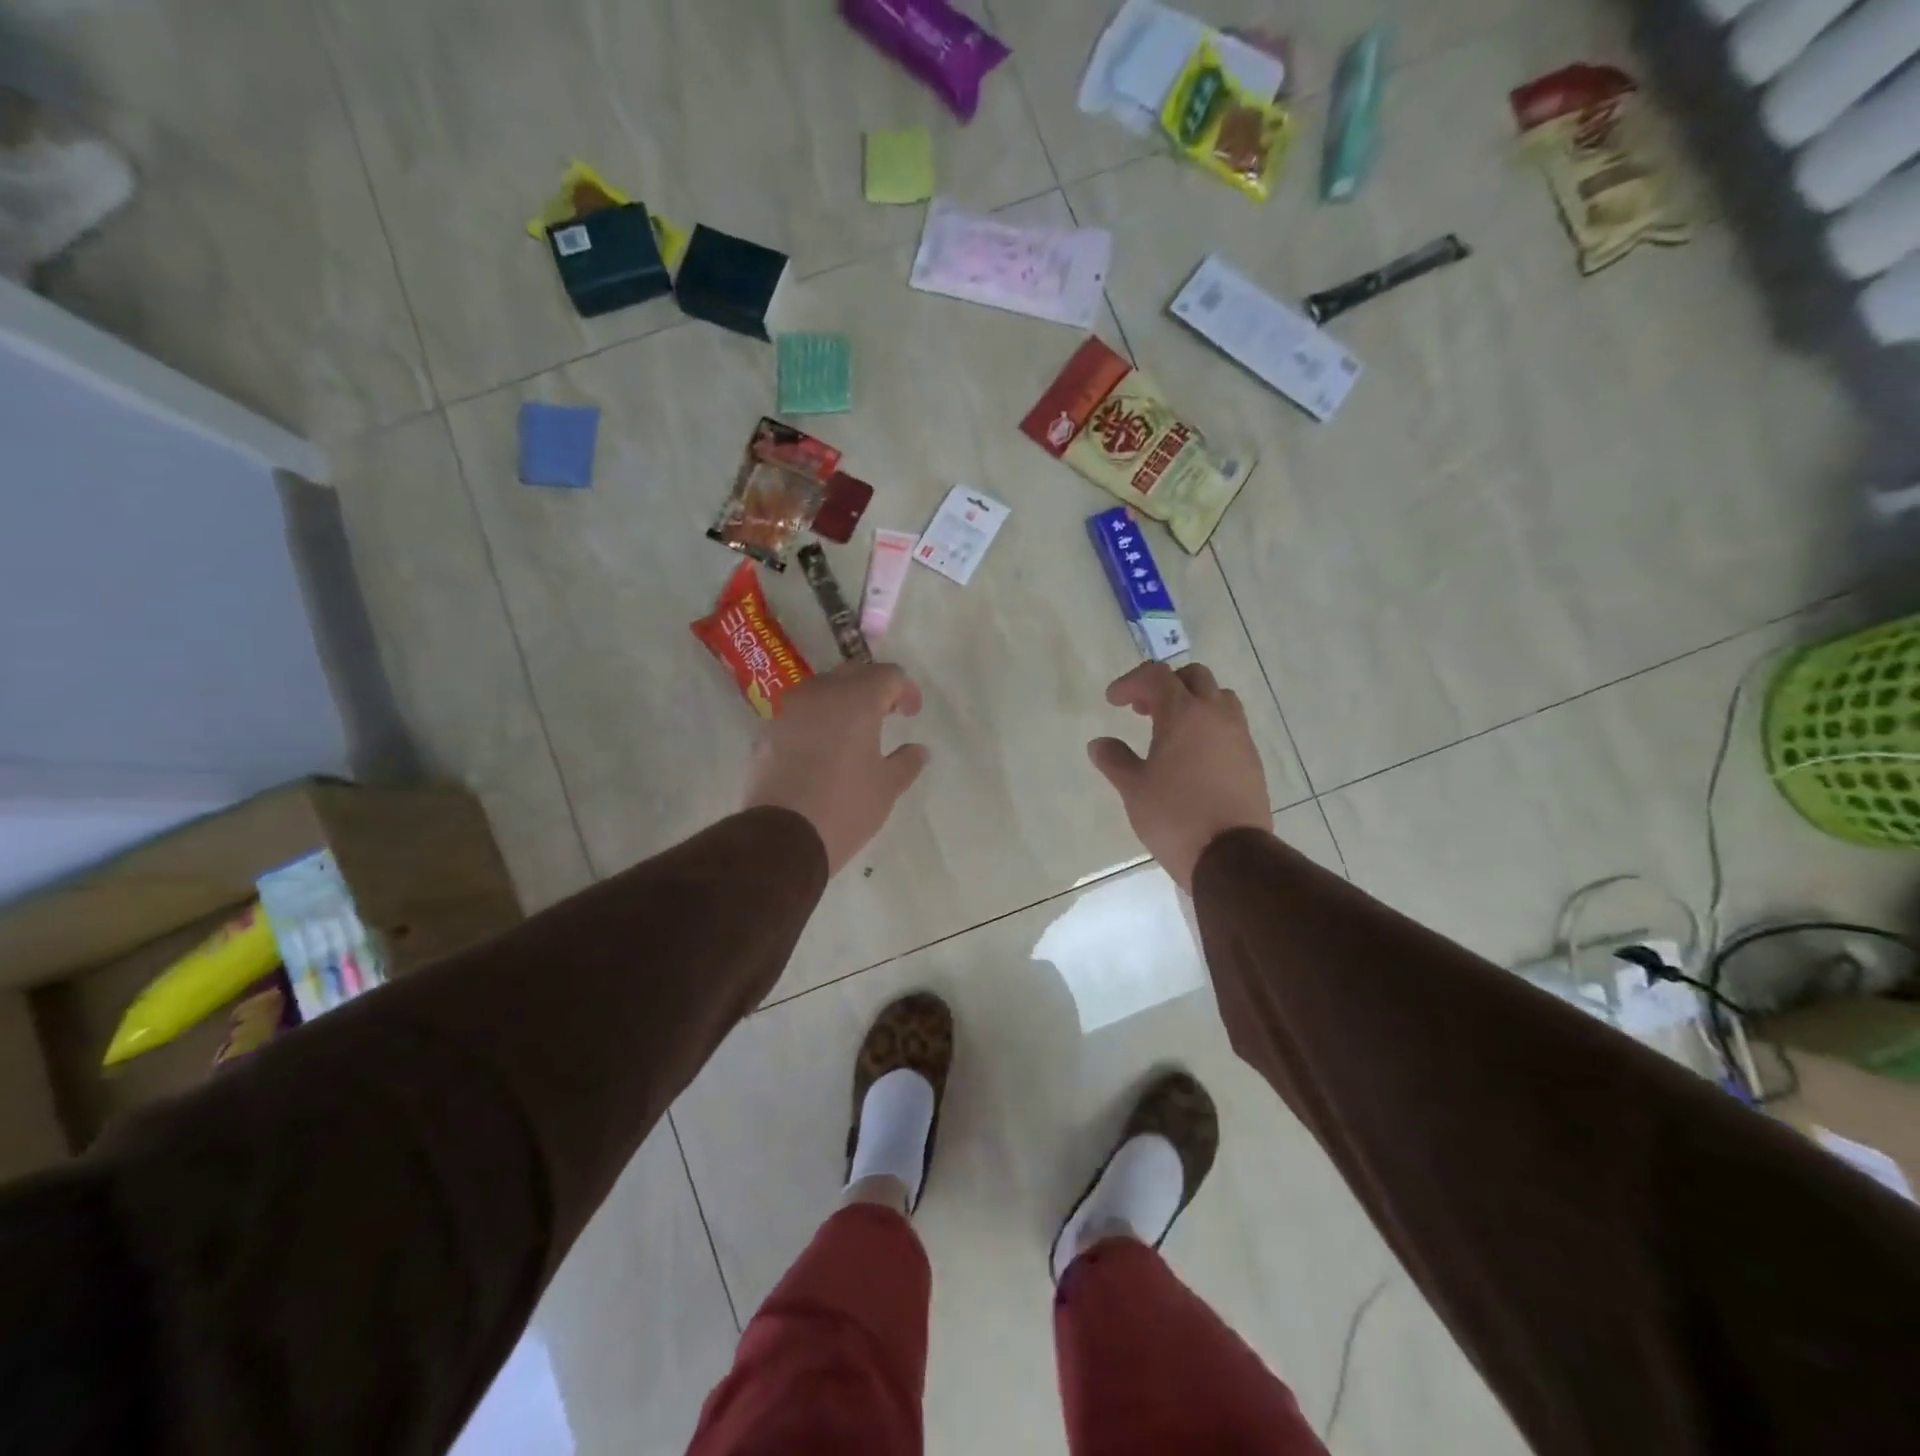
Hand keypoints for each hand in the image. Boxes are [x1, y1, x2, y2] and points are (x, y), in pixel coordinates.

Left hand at [743, 662, 929, 875]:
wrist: (781, 837)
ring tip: (853, 730)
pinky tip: (822, 747)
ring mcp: (788, 710)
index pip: (888, 675)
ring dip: (842, 701)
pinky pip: (799, 712)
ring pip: (822, 689)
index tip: (911, 714)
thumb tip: (918, 749)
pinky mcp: (767, 731)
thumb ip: (907, 762)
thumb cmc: (845, 808)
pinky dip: (816, 720)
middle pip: (853, 674)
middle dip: (874, 689)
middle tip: (887, 714)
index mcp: (856, 700)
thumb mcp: (887, 787)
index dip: (905, 690)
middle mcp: (820, 694)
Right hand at [1087, 662, 1270, 891]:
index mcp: (1184, 713)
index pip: (1157, 676)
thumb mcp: (1134, 789)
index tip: (1113, 702)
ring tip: (1170, 731)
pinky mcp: (1252, 760)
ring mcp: (1239, 736)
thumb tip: (1099, 743)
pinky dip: (1208, 727)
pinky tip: (1192, 757)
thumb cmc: (1174, 816)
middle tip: (1143, 710)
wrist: (1230, 855)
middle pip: (1193, 677)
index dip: (1131, 682)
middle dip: (1165, 685)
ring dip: (1192, 703)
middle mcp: (1216, 715)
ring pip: (1218, 698)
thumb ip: (1114, 759)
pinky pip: (1230, 726)